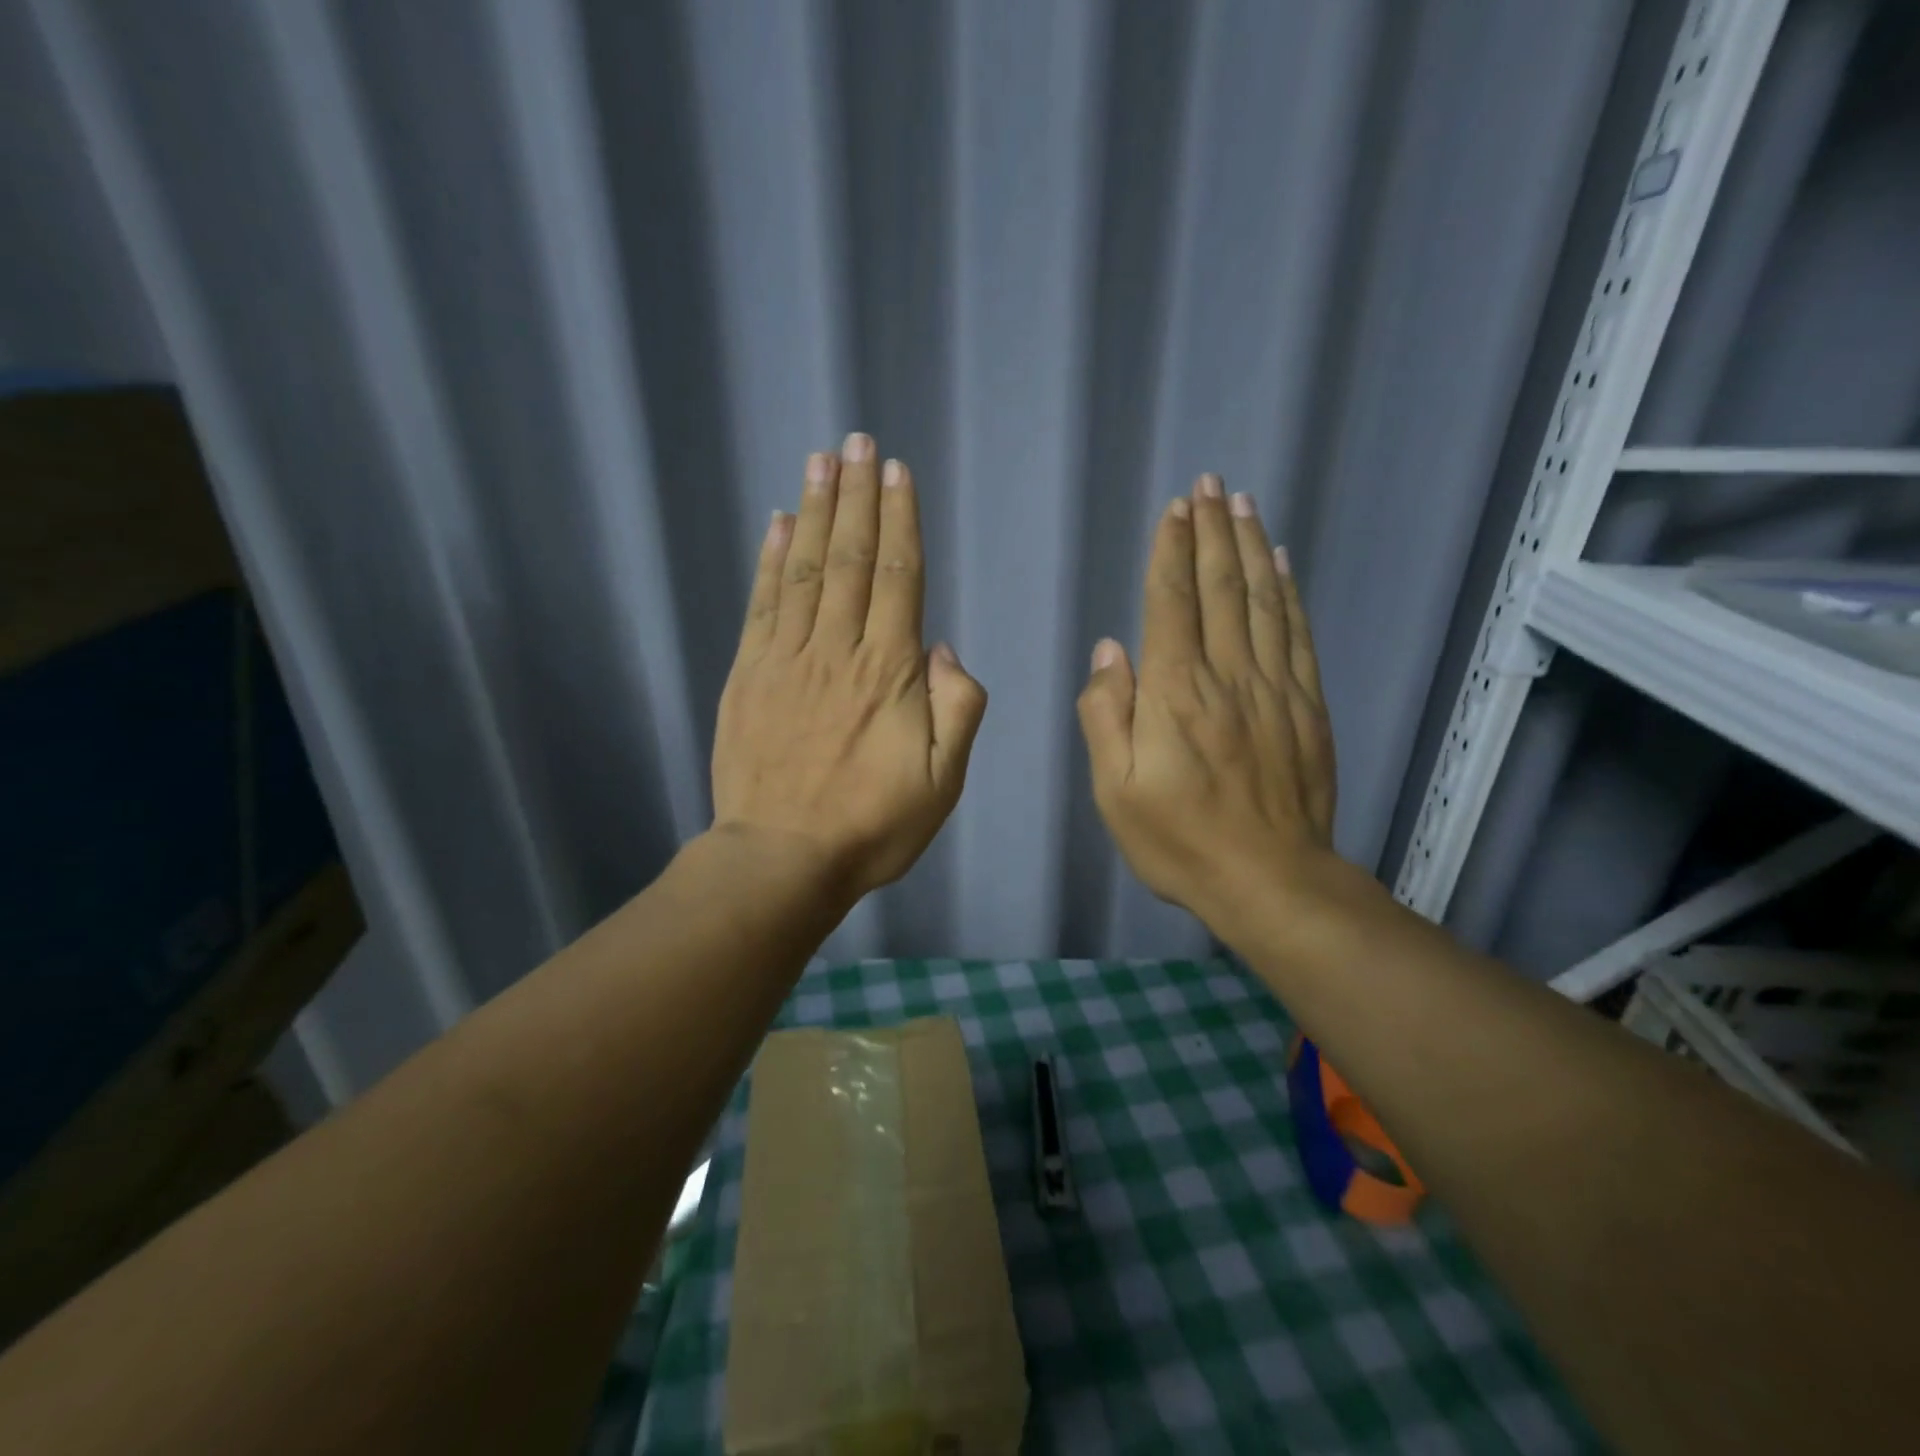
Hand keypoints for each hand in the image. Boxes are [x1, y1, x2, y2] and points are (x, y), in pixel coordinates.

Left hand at [711, 434, 987, 901]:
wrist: (783, 860)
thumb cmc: (873, 825)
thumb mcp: (943, 782)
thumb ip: (957, 710)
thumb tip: (942, 647)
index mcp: (889, 672)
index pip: (898, 578)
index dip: (900, 521)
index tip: (897, 473)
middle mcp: (838, 650)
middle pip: (850, 559)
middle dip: (859, 497)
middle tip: (858, 442)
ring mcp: (786, 659)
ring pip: (805, 570)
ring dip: (816, 511)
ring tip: (821, 461)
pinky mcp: (748, 675)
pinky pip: (762, 605)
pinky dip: (770, 560)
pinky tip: (778, 524)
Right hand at [1076, 474, 1335, 930]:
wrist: (1270, 881)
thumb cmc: (1179, 840)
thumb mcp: (1115, 790)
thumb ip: (1106, 717)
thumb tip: (1110, 652)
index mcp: (1175, 693)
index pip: (1171, 603)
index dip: (1171, 552)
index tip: (1173, 510)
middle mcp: (1226, 676)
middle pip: (1220, 588)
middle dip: (1211, 531)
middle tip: (1208, 484)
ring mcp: (1274, 688)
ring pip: (1261, 601)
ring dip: (1249, 548)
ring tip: (1242, 504)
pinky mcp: (1307, 706)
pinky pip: (1296, 635)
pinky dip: (1288, 593)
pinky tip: (1282, 564)